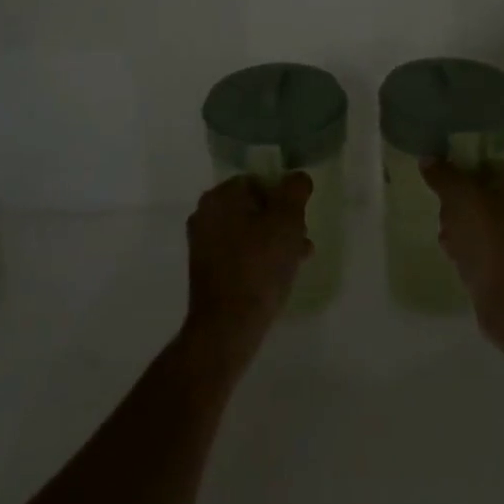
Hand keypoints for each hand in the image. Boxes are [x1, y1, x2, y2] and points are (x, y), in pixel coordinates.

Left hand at [183, 173, 312, 372]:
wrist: (228, 325)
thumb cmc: (259, 266)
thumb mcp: (287, 220)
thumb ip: (295, 190)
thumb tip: (296, 178)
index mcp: (220, 196)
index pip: (259, 181)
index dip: (284, 198)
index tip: (298, 219)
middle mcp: (206, 213)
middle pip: (254, 206)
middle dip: (281, 220)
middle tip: (300, 239)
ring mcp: (203, 243)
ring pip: (249, 230)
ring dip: (274, 239)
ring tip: (298, 258)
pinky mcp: (206, 269)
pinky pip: (239, 252)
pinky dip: (259, 257)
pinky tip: (280, 274)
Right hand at [420, 160, 503, 343]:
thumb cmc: (491, 241)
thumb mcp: (461, 198)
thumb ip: (443, 175)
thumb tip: (428, 159)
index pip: (485, 163)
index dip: (460, 172)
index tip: (442, 185)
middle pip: (478, 192)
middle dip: (455, 205)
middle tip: (446, 216)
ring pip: (476, 220)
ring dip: (457, 227)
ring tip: (449, 241)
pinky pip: (480, 245)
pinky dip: (466, 248)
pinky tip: (455, 258)